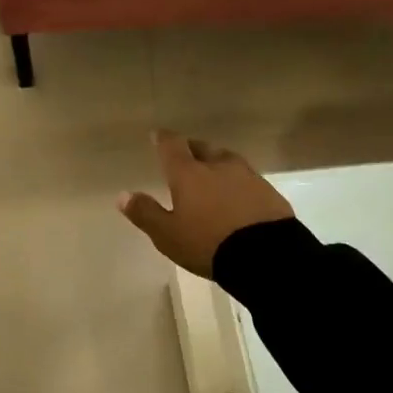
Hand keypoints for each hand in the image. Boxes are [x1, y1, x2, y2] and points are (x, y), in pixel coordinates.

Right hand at [118, 131, 292, 278]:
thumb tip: (122, 195)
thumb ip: (145, 213)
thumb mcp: (168, 235)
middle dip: (192, 150)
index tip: (158, 135)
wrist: (267, 257)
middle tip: (186, 157)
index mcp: (188, 173)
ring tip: (213, 176)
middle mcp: (217, 166)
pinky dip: (238, 182)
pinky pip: (248, 179)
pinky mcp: (269, 191)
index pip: (172, 145)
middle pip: (202, 148)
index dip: (163, 139)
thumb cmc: (208, 243)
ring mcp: (247, 176)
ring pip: (227, 160)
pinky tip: (238, 197)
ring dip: (217, 164)